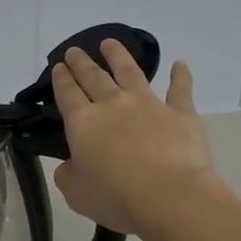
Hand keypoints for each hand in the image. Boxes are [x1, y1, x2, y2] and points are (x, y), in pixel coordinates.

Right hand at [52, 40, 218, 237]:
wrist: (170, 196)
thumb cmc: (116, 197)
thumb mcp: (75, 192)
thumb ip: (68, 174)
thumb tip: (71, 164)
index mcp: (83, 122)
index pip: (67, 93)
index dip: (61, 78)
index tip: (59, 67)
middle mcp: (113, 104)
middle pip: (94, 76)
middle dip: (82, 62)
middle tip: (75, 51)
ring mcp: (149, 105)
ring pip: (130, 72)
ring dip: (119, 56)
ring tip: (110, 43)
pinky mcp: (181, 113)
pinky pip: (180, 89)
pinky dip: (180, 75)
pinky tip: (180, 63)